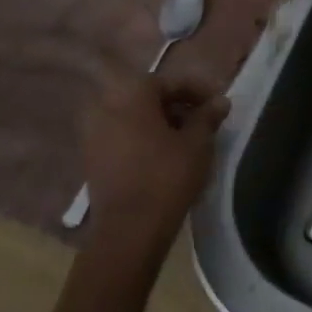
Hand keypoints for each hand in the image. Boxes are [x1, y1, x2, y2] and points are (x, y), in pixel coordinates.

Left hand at [81, 74, 228, 267]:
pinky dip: (143, 139)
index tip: (219, 106)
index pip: (172, 82)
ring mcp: (93, 132)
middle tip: (204, 123)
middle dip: (178, 107)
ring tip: (186, 141)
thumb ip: (208, 117)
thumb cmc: (167, 177)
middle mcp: (106, 105)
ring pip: (134, 117)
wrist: (129, 229)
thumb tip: (220, 101)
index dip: (200, 91)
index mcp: (132, 93)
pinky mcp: (91, 158)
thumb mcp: (198, 143)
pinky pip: (122, 136)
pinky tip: (163, 156)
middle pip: (150, 98)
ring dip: (160, 123)